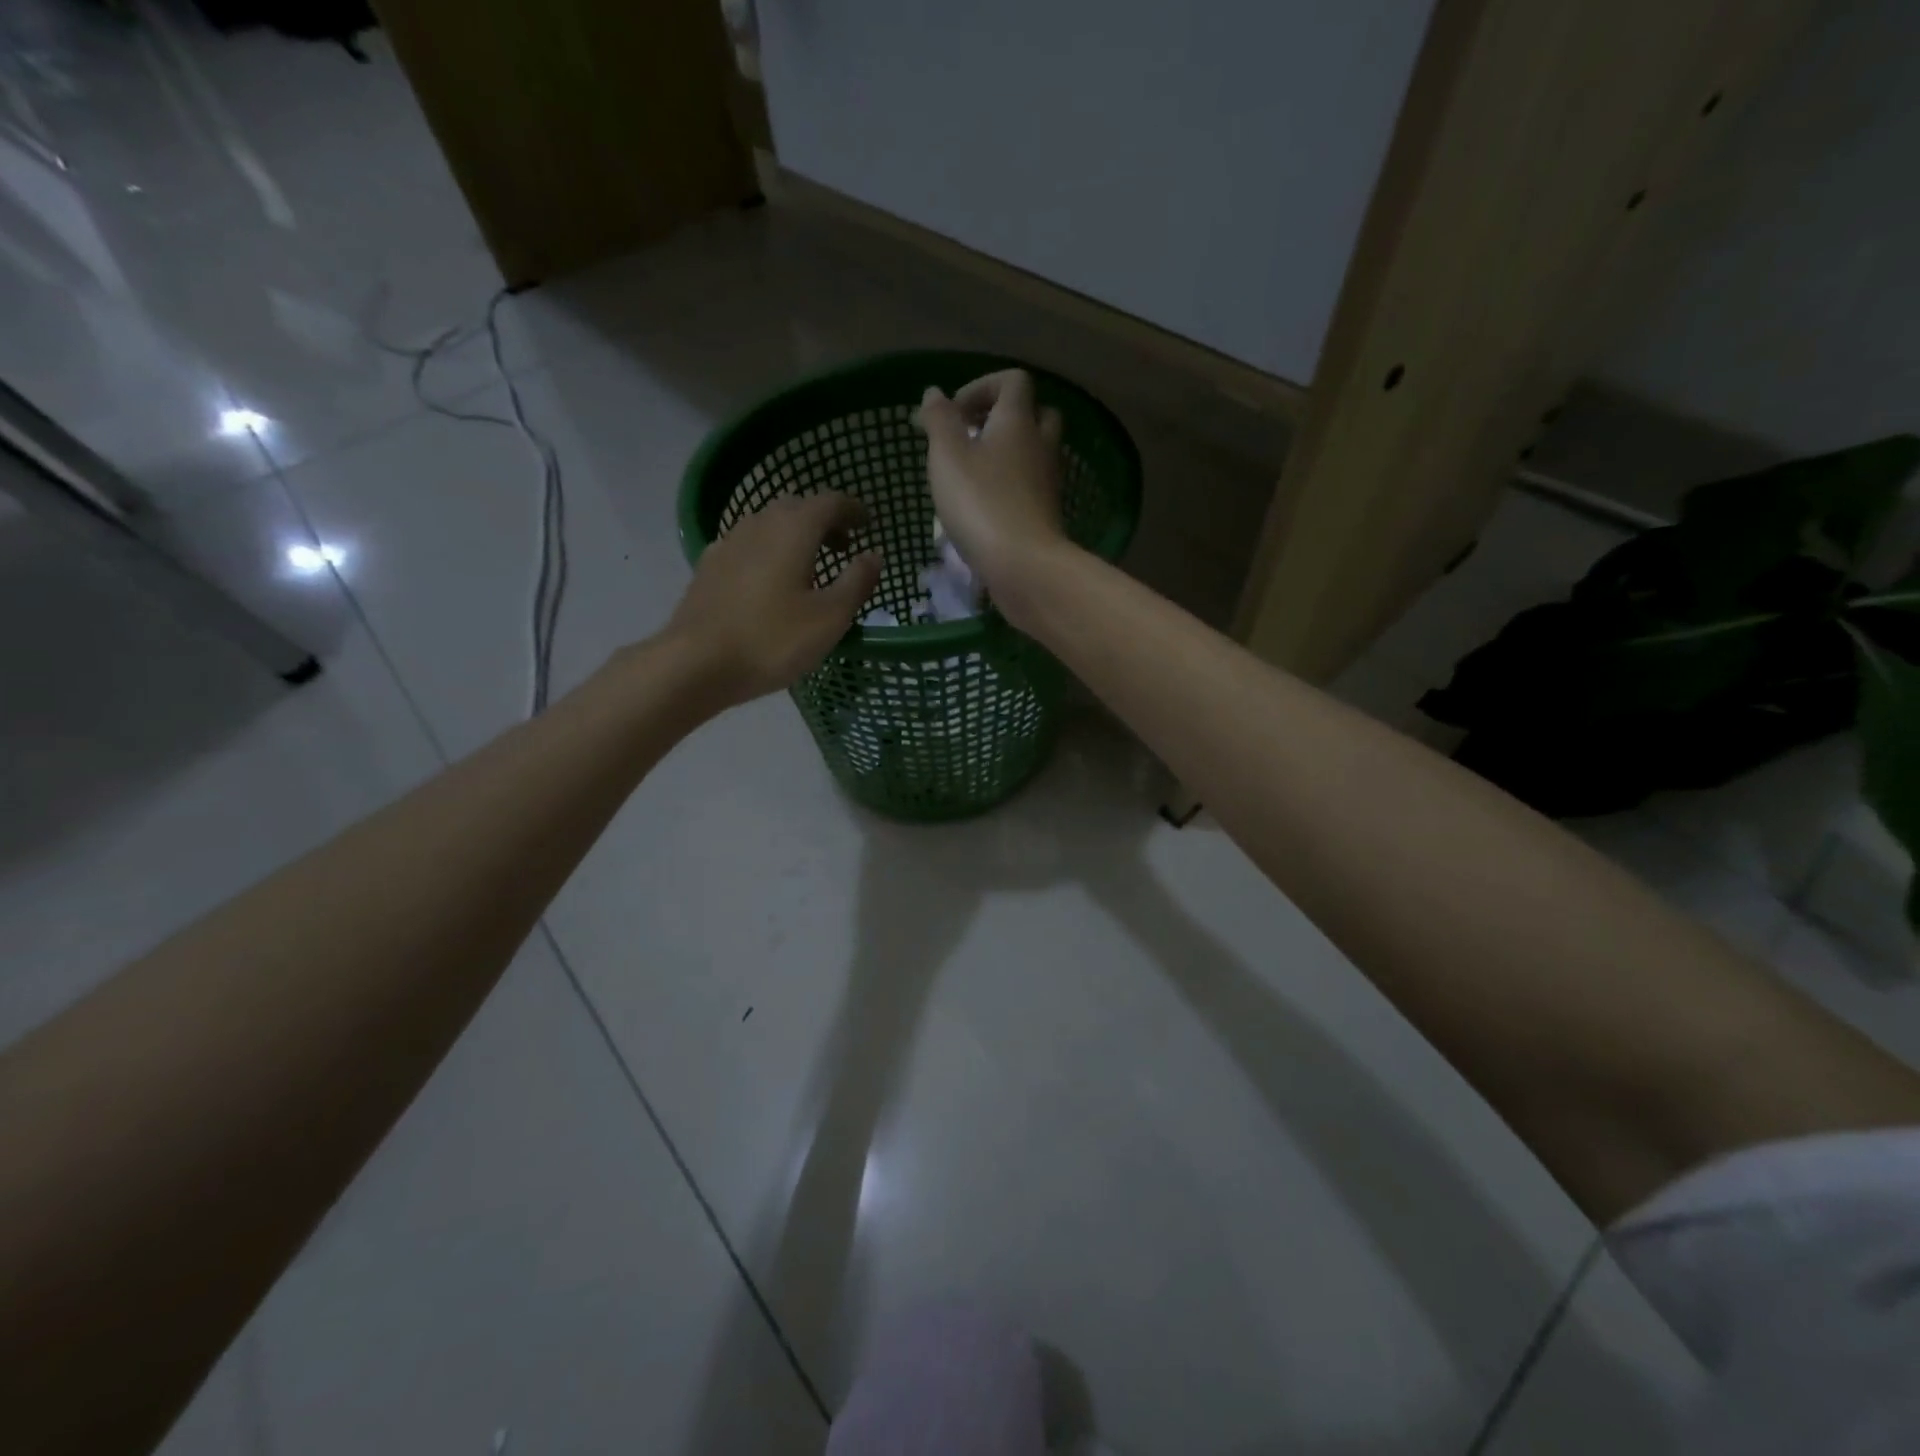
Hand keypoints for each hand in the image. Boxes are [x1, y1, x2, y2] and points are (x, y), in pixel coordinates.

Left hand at [664, 492, 882, 707]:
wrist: (696, 663)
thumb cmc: (772, 639)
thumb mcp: (830, 617)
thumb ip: (857, 581)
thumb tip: (873, 555)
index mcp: (793, 529)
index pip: (830, 502)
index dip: (853, 510)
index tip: (869, 524)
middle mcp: (759, 523)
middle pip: (797, 508)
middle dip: (824, 521)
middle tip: (843, 547)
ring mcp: (729, 543)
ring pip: (769, 525)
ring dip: (795, 536)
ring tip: (810, 566)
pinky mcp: (709, 567)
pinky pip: (748, 546)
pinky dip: (769, 553)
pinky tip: (770, 582)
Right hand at [916, 370, 1071, 611]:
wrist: (1024, 565)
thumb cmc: (981, 504)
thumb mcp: (947, 456)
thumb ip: (939, 421)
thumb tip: (934, 393)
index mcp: (1018, 421)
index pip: (1012, 380)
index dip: (982, 386)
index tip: (954, 413)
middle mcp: (1040, 444)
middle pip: (1033, 413)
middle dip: (1001, 418)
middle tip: (969, 438)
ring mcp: (1048, 481)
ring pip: (1034, 452)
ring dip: (1006, 454)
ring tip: (972, 474)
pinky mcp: (1046, 513)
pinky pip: (1031, 485)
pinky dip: (1011, 485)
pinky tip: (985, 505)